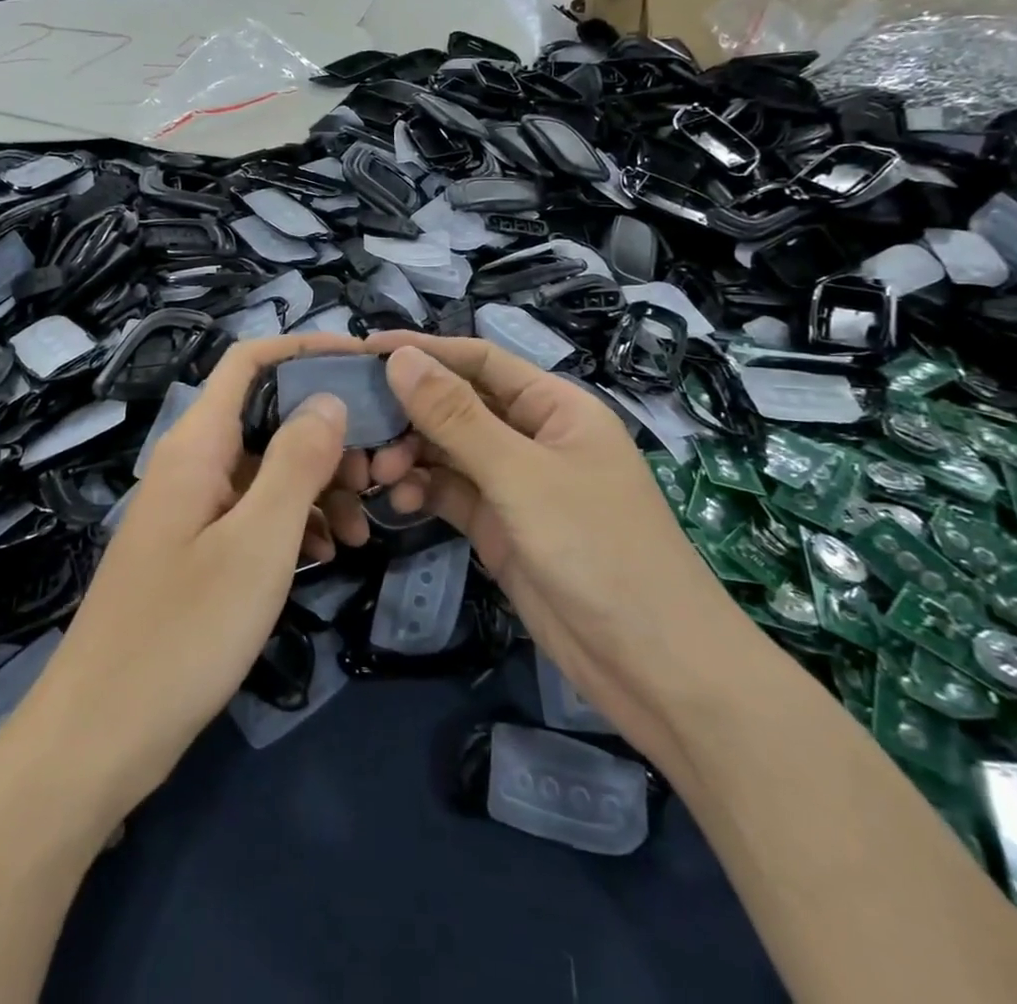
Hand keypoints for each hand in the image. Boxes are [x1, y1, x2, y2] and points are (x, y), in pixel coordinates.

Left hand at [22, 332, 381, 814]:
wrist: (99, 736)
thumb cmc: (183, 632)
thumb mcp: (258, 543)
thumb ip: (297, 462)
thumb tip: (330, 398)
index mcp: (197, 445)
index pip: (250, 362)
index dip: (305, 349)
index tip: (365, 363)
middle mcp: (192, 464)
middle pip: (267, 415)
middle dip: (327, 432)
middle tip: (379, 472)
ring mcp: (192, 509)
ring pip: (267, 469)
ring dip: (319, 485)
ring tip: (363, 527)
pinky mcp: (196, 550)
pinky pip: (254, 513)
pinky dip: (294, 523)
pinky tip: (326, 555)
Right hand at [364, 333, 761, 765]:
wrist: (654, 667)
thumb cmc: (598, 550)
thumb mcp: (522, 476)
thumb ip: (457, 417)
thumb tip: (401, 357)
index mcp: (554, 407)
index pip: (480, 360)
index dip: (424, 350)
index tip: (365, 349)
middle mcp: (533, 437)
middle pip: (458, 405)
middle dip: (410, 412)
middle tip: (361, 430)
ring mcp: (516, 485)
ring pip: (449, 451)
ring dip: (411, 455)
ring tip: (378, 474)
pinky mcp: (500, 527)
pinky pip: (451, 494)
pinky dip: (423, 492)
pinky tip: (400, 504)